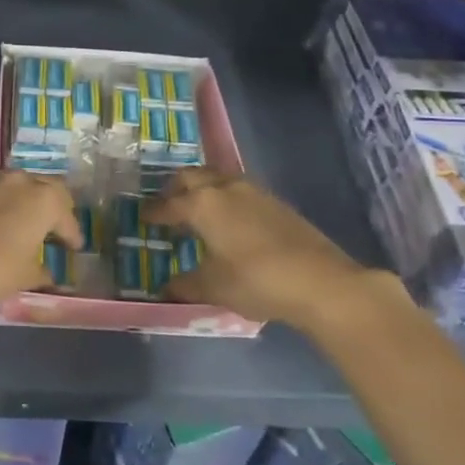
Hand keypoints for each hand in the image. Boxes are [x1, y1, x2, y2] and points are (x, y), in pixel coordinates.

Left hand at [0, 170, 83, 306]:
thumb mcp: (26, 275)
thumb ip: (42, 271)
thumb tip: (48, 273)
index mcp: (44, 200)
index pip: (66, 217)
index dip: (72, 234)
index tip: (73, 247)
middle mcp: (21, 181)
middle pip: (48, 187)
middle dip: (55, 206)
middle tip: (55, 226)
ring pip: (19, 184)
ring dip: (26, 200)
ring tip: (25, 221)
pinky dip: (3, 202)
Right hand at [143, 169, 404, 331]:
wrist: (321, 281)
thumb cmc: (256, 281)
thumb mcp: (214, 287)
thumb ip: (186, 284)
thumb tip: (168, 287)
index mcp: (202, 205)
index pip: (168, 204)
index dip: (154, 212)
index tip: (143, 217)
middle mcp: (224, 189)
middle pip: (191, 177)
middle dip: (175, 188)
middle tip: (167, 204)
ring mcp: (253, 192)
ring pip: (218, 178)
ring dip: (203, 188)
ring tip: (198, 210)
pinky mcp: (276, 202)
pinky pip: (239, 190)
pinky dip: (225, 197)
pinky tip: (230, 221)